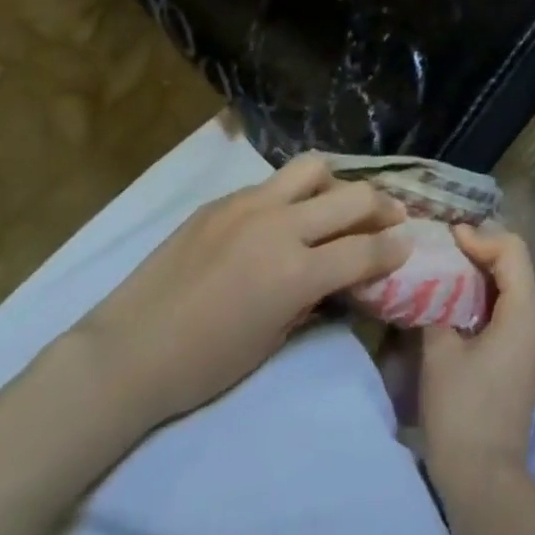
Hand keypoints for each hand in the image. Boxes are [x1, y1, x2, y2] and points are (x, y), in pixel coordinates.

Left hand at [76, 153, 407, 433]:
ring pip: (312, 169)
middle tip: (392, 216)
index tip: (408, 245)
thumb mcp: (274, 340)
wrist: (126, 353)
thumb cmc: (203, 366)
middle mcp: (278, 226)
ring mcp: (248, 206)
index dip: (394, 249)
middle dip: (382, 207)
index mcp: (294, 272)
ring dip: (336, 184)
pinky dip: (293, 195)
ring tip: (339, 202)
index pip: (364, 250)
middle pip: (351, 198)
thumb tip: (339, 275)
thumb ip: (314, 297)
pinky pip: (272, 184)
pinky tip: (287, 215)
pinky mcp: (221, 201)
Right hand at [419, 226, 534, 490]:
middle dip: (482, 253)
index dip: (482, 237)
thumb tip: (431, 284)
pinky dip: (488, 302)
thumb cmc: (462, 411)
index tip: (450, 237)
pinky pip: (511, 316)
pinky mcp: (526, 364)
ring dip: (484, 278)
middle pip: (516, 268)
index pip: (513, 251)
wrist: (486, 482)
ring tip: (447, 273)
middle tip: (445, 249)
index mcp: (525, 313)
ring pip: (514, 292)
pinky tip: (459, 308)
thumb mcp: (440, 351)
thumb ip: (438, 306)